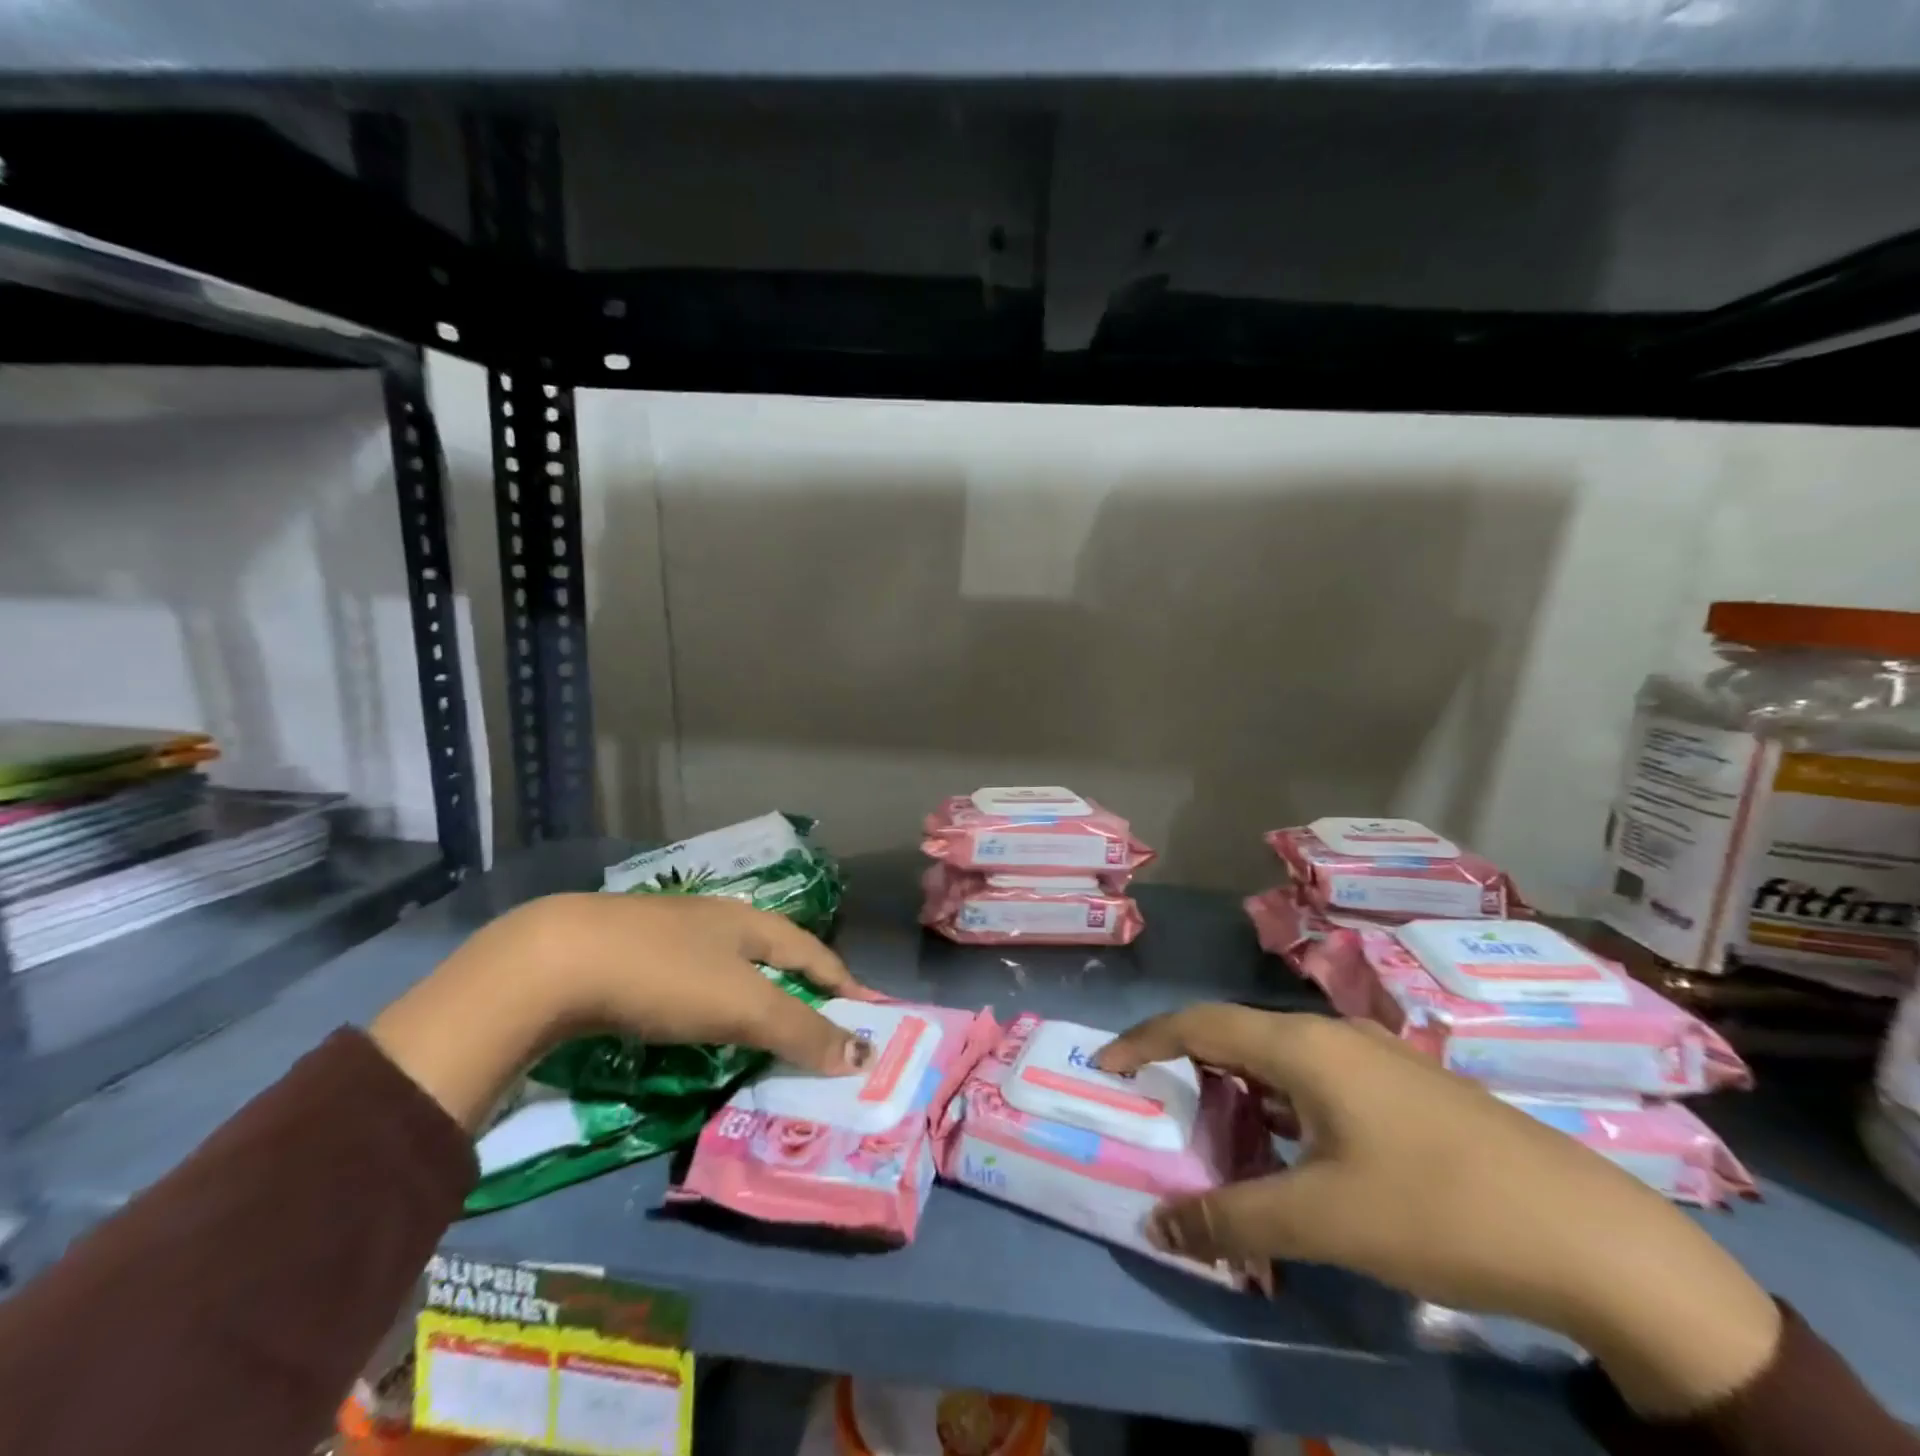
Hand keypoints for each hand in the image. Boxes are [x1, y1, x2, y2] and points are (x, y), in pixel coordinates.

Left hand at [371, 893, 871, 1134]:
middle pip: (774, 953)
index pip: (813, 950)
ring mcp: (670, 935)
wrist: (554, 962)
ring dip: (756, 996)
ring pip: (730, 967)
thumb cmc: (665, 975)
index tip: (868, 1009)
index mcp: (750, 922)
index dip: (842, 980)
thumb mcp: (741, 1006)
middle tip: (821, 1023)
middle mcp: (716, 920)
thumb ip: (800, 1030)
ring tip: (768, 1027)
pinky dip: (713, 1005)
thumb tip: (860, 1055)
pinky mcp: (631, 957)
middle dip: (801, 986)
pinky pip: (692, 982)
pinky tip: (700, 1021)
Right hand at [1096, 1004, 1781, 1416]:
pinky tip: (1295, 1149)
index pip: (1198, 1024)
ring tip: (1219, 1133)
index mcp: (1303, 1045)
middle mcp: (1332, 1034)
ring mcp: (1376, 1056)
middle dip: (1189, 1067)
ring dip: (1239, 1088)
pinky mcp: (1406, 1086)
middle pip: (1236, 1035)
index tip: (1107, 1067)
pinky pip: (1317, 1079)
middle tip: (1160, 1109)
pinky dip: (1282, 1103)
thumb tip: (1158, 1226)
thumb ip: (1231, 1221)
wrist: (1592, 1237)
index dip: (1144, 1041)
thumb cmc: (1438, 1210)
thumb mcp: (1322, 1221)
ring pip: (1280, 1058)